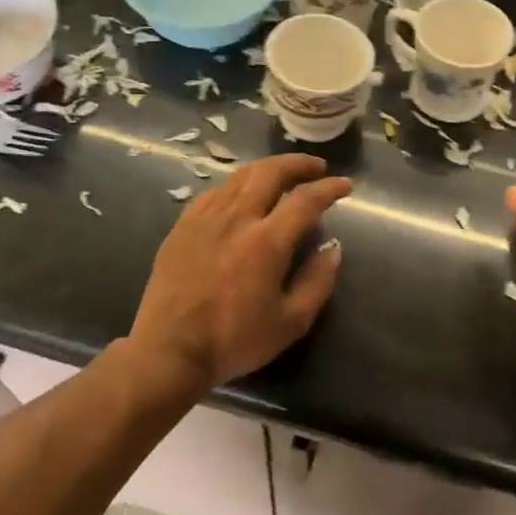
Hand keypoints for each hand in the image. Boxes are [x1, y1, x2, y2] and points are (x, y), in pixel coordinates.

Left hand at [128, 154, 352, 390]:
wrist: (170, 350)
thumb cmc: (234, 340)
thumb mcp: (291, 322)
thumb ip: (317, 282)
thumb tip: (332, 248)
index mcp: (267, 241)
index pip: (305, 200)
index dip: (329, 188)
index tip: (345, 185)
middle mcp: (236, 219)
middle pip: (270, 172)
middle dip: (298, 164)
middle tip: (316, 167)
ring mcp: (205, 219)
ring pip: (240, 177)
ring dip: (267, 170)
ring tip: (282, 175)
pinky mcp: (182, 226)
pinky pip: (214, 193)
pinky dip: (236, 186)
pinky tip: (241, 196)